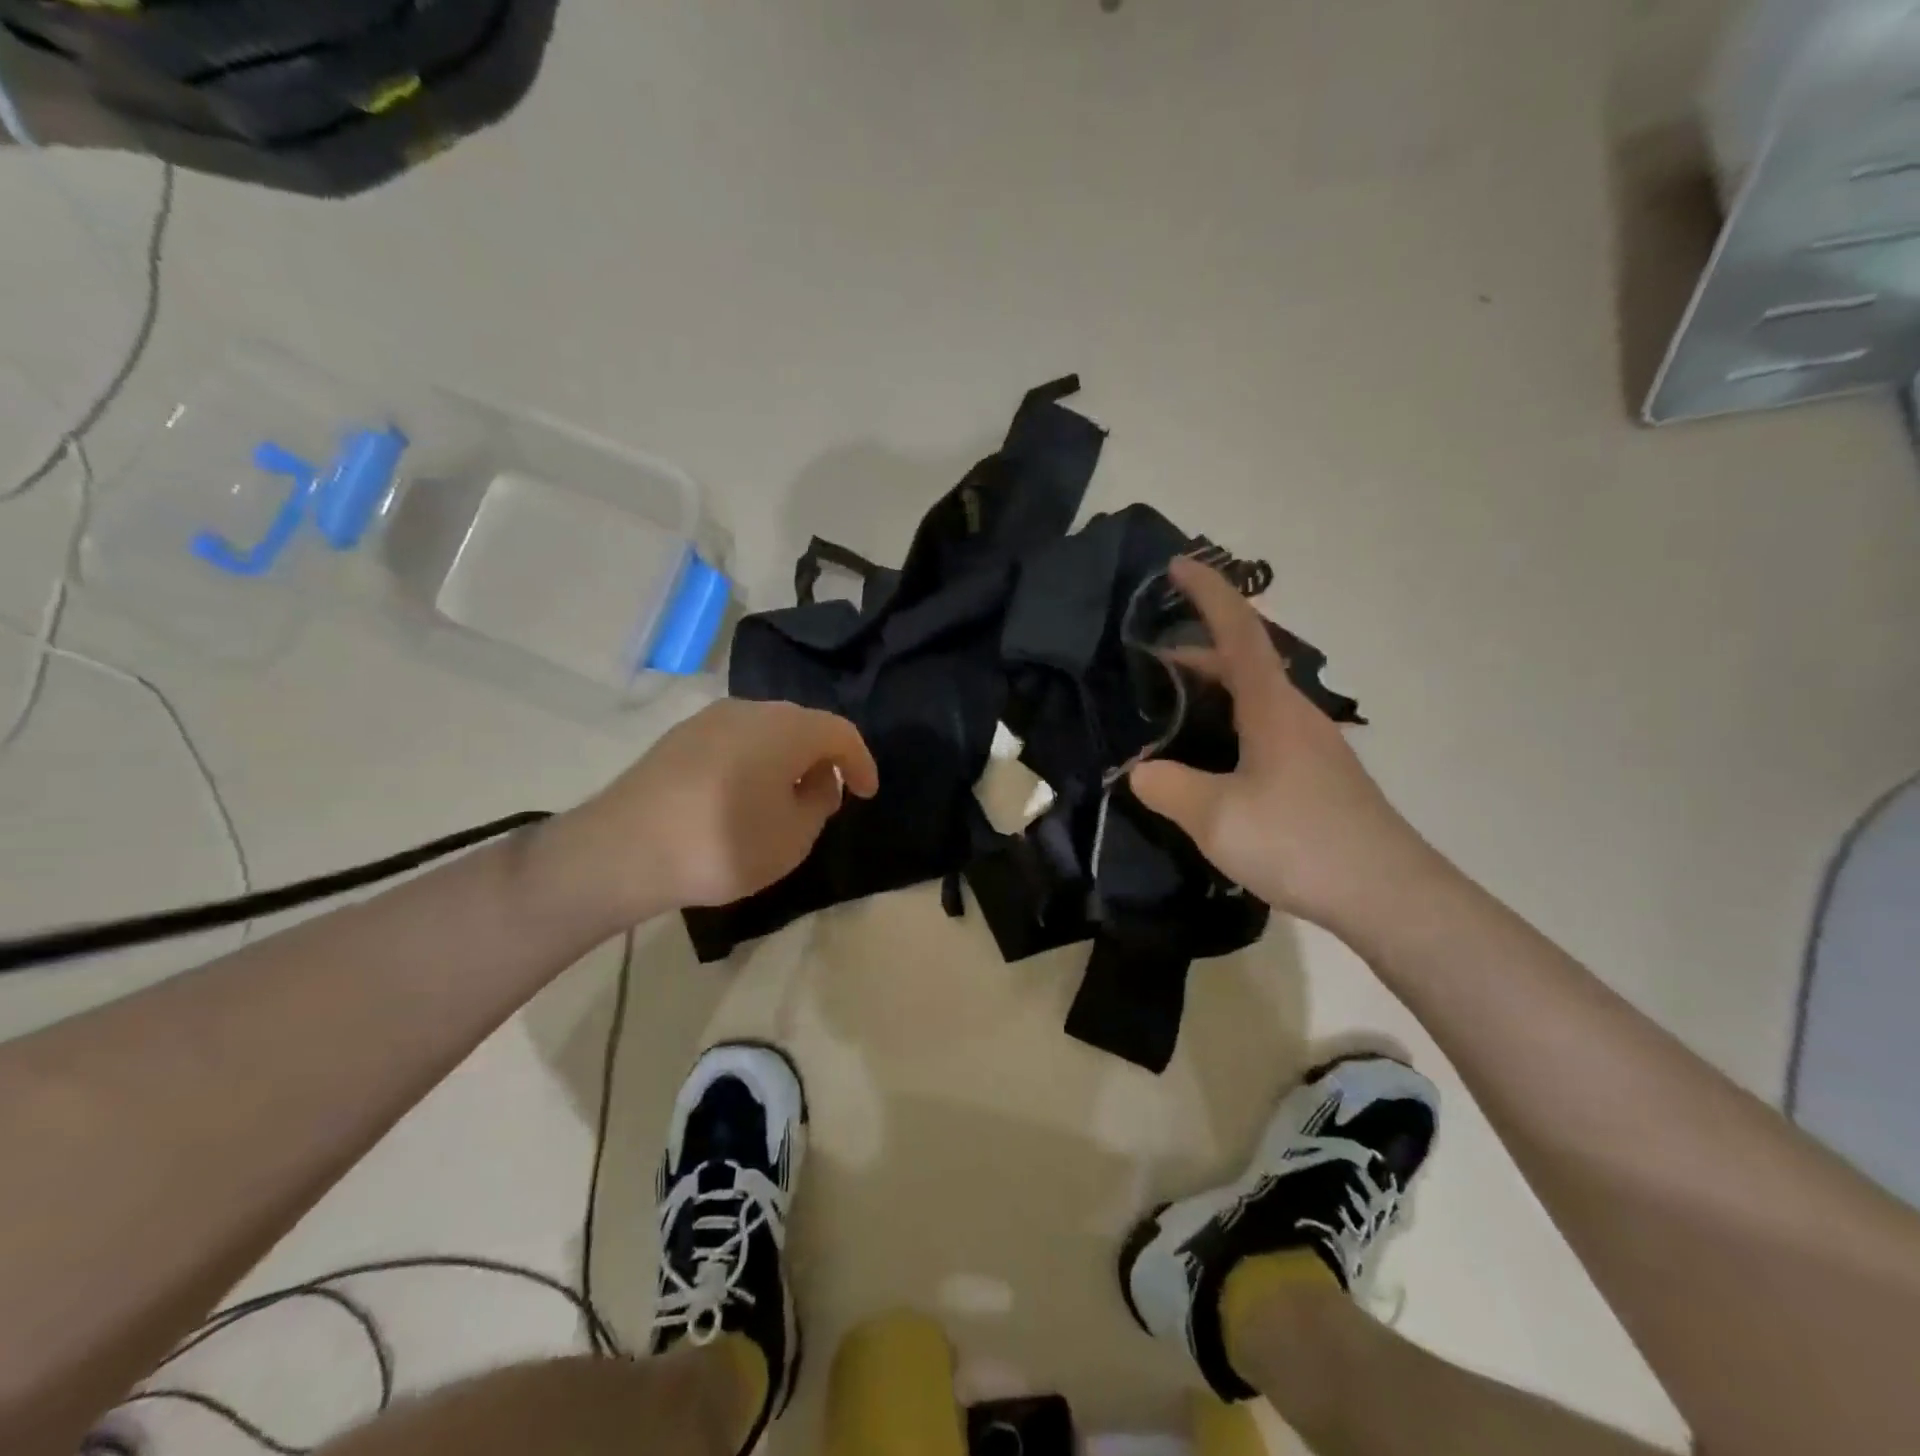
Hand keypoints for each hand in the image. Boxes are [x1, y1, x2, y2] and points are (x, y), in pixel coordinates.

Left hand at [546, 698, 878, 925]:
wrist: (621, 850)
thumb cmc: (722, 844)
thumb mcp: (793, 837)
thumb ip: (818, 804)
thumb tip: (816, 780)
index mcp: (786, 728)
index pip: (841, 733)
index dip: (860, 762)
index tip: (867, 793)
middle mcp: (750, 710)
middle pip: (802, 725)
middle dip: (822, 758)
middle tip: (827, 795)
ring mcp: (708, 720)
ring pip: (765, 732)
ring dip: (785, 759)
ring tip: (784, 798)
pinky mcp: (678, 738)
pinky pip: (734, 741)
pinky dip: (752, 762)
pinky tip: (742, 795)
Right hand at [1128, 557, 1424, 930]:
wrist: (1388, 894)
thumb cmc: (1299, 840)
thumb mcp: (1215, 816)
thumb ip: (1168, 787)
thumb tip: (1139, 771)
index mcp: (1272, 706)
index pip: (1239, 630)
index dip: (1208, 593)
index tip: (1178, 565)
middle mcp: (1295, 714)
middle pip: (1244, 661)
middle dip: (1198, 648)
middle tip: (1151, 656)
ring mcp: (1311, 745)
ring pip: (1254, 698)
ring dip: (1213, 689)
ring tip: (1172, 706)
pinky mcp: (1317, 776)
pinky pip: (1263, 728)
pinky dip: (1229, 722)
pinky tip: (1210, 760)